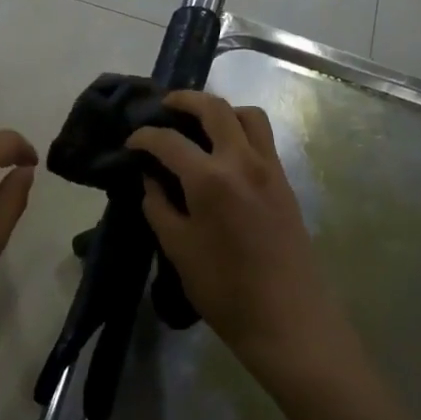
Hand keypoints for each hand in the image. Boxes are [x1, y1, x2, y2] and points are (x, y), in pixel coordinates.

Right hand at [127, 92, 350, 379]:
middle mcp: (242, 160)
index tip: (130, 141)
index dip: (144, 136)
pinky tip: (224, 150)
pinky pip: (262, 137)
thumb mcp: (178, 250)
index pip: (169, 141)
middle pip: (214, 108)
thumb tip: (150, 179)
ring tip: (200, 122)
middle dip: (185, 100)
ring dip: (221, 109)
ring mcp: (269, 167)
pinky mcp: (285, 180)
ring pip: (247, 114)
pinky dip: (240, 128)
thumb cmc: (226, 291)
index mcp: (210, 178)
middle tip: (165, 106)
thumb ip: (159, 207)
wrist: (289, 319)